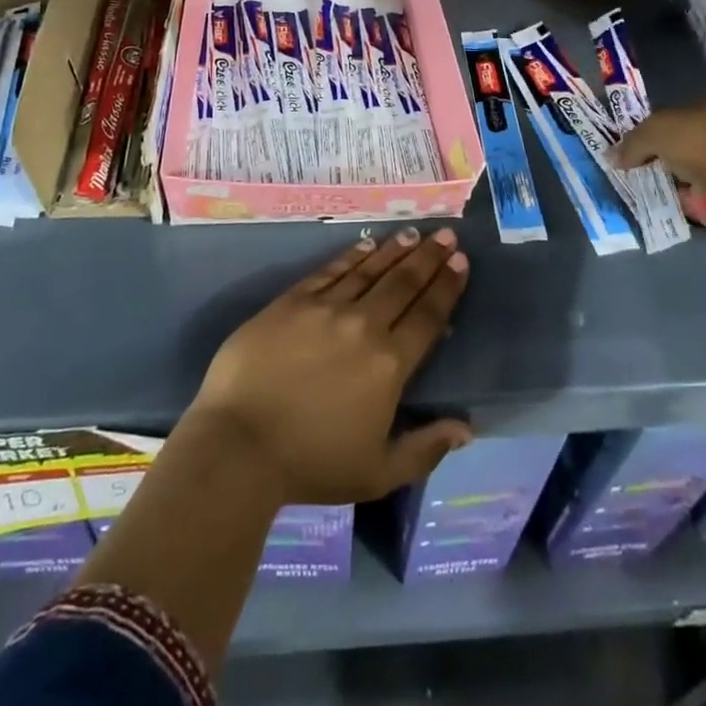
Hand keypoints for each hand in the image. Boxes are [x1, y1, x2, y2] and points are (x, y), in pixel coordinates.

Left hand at [186, 227, 472, 505]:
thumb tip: (466, 428)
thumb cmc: (311, 464)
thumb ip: (425, 448)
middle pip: (402, 283)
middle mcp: (363, 325)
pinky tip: (365, 245)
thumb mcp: (378, 473)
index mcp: (389, 364)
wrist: (239, 443)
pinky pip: (330, 270)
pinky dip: (351, 256)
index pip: (427, 316)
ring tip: (412, 233)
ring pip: (369, 270)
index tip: (460, 261)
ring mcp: (325, 308)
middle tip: (445, 234)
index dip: (446, 286)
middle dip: (427, 257)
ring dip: (394, 250)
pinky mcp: (292, 300)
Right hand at [612, 95, 705, 192]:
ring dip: (682, 172)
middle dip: (669, 151)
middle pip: (689, 135)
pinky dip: (695, 190)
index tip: (641, 145)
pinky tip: (680, 197)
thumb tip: (612, 157)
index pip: (677, 110)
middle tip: (648, 165)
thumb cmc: (697, 144)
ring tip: (662, 184)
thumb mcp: (652, 134)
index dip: (656, 126)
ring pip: (700, 160)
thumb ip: (631, 143)